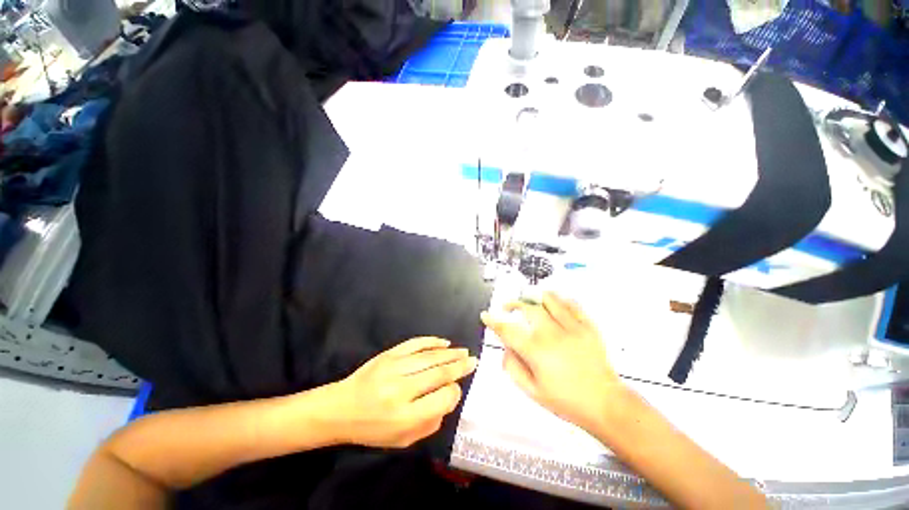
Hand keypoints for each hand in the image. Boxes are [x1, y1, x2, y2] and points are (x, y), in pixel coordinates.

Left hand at [329, 337, 477, 447]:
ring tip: (464, 352)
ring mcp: (394, 368)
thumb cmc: (372, 428)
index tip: (457, 389)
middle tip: (473, 361)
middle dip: (459, 367)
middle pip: (439, 373)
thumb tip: (448, 398)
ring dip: (450, 353)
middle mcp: (401, 390)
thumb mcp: (402, 440)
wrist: (340, 409)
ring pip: (430, 356)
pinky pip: (415, 344)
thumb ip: (430, 423)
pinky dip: (432, 341)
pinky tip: (444, 342)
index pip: (442, 398)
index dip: (455, 392)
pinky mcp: (388, 354)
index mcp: (405, 416)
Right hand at [481, 292, 622, 431]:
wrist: (605, 404)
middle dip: (513, 304)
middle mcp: (552, 334)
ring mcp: (572, 327)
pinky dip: (559, 299)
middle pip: (527, 308)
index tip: (486, 316)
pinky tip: (553, 301)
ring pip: (549, 299)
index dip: (493, 321)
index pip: (507, 329)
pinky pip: (571, 304)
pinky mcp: (588, 326)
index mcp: (536, 351)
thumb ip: (512, 367)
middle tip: (507, 307)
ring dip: (535, 297)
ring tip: (529, 299)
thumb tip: (505, 347)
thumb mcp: (532, 391)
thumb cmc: (567, 401)